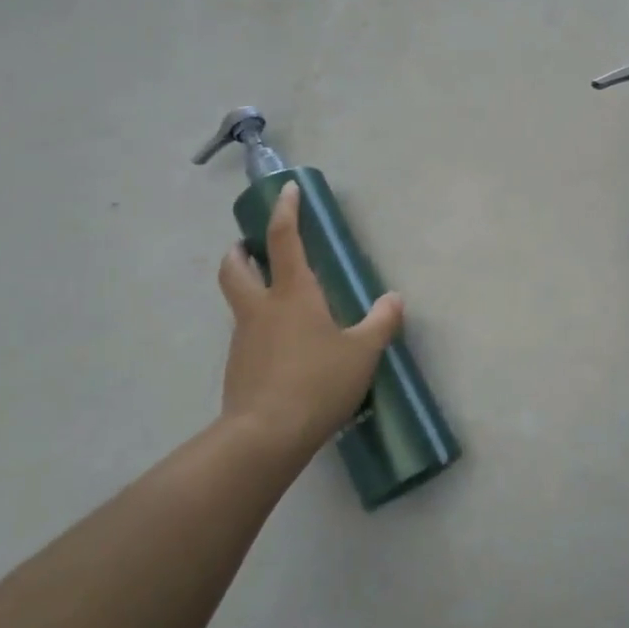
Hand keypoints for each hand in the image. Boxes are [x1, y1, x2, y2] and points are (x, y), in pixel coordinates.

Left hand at [217, 181, 404, 458]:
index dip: (286, 210)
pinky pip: (247, 335)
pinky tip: (285, 349)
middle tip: (251, 247)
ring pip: (239, 302)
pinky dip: (260, 328)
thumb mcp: (362, 352)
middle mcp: (261, 308)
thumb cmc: (317, 383)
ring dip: (250, 289)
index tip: (287, 189)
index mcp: (293, 294)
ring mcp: (244, 339)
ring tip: (282, 303)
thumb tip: (394, 299)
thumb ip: (381, 322)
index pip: (284, 239)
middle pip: (235, 267)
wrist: (264, 438)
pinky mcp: (238, 368)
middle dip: (240, 251)